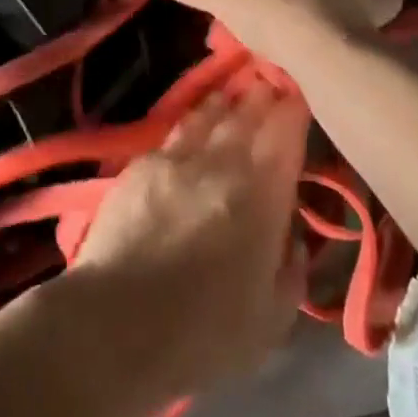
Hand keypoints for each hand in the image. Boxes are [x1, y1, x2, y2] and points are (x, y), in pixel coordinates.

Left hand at [65, 83, 310, 402]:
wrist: (117, 323)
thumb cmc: (204, 334)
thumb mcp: (272, 320)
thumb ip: (292, 271)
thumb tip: (293, 238)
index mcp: (263, 196)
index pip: (285, 135)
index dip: (294, 111)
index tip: (300, 97)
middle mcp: (223, 163)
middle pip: (248, 115)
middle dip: (263, 96)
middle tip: (271, 83)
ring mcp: (179, 158)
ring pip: (210, 115)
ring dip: (228, 101)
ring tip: (237, 90)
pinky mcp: (142, 164)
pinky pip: (177, 129)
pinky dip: (194, 118)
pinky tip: (197, 117)